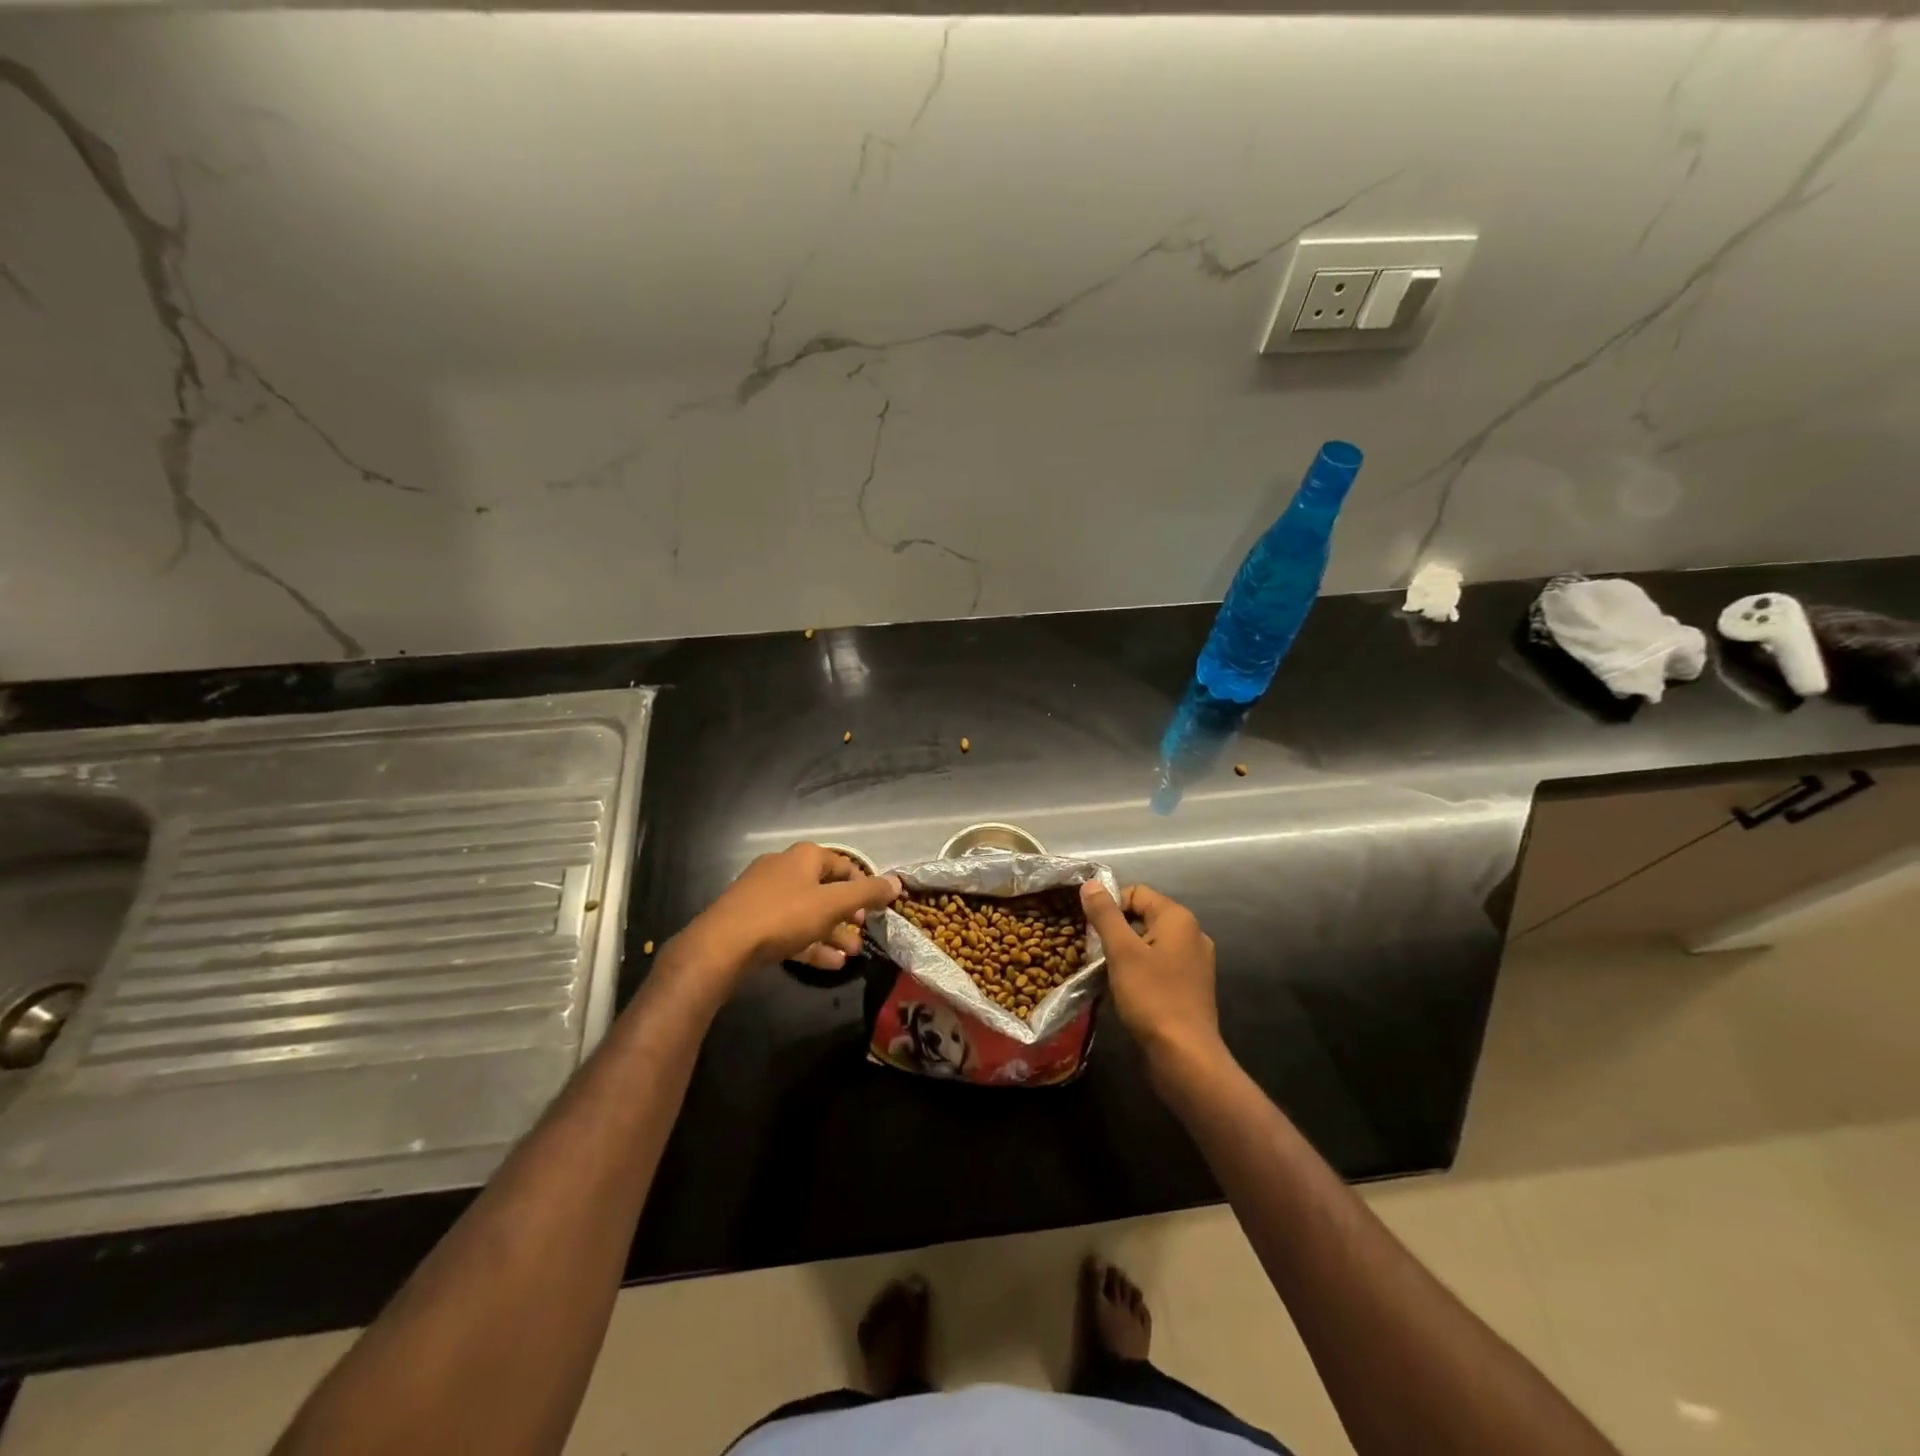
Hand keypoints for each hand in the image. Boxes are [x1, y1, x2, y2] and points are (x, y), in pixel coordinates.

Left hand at [679, 842, 901, 981]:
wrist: (722, 946)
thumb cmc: (783, 916)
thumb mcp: (832, 904)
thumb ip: (867, 894)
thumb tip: (897, 882)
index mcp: (803, 857)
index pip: (843, 864)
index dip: (863, 884)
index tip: (878, 907)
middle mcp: (784, 870)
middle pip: (825, 889)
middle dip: (848, 914)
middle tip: (863, 932)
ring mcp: (765, 896)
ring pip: (808, 913)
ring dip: (832, 933)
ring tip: (852, 954)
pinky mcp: (753, 922)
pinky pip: (789, 930)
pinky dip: (810, 944)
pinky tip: (830, 964)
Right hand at [1080, 881, 1224, 1075]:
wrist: (1185, 1056)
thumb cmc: (1152, 997)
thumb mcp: (1121, 952)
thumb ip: (1105, 914)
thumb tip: (1091, 883)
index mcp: (1178, 919)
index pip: (1136, 892)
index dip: (1110, 905)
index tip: (1091, 930)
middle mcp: (1192, 934)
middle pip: (1144, 916)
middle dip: (1117, 930)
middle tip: (1095, 952)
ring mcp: (1195, 962)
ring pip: (1150, 942)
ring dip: (1127, 952)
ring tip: (1107, 971)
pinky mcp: (1191, 986)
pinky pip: (1160, 964)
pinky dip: (1141, 970)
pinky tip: (1127, 989)